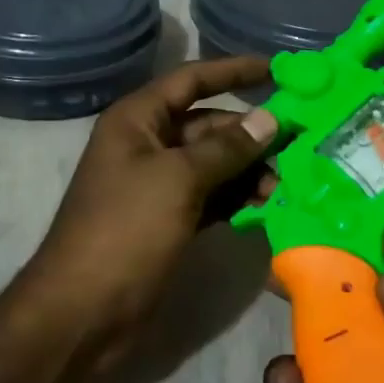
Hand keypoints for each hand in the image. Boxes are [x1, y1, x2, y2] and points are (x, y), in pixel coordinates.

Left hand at [24, 56, 277, 351]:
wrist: (83, 313)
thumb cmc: (126, 230)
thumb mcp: (179, 180)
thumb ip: (226, 147)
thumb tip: (270, 119)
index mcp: (138, 120)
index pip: (191, 80)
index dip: (233, 70)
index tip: (277, 69)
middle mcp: (147, 144)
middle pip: (208, 124)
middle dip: (250, 133)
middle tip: (300, 144)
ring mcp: (158, 184)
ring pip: (213, 163)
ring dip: (248, 169)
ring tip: (285, 185)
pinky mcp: (168, 219)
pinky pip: (210, 196)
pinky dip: (236, 198)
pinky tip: (266, 206)